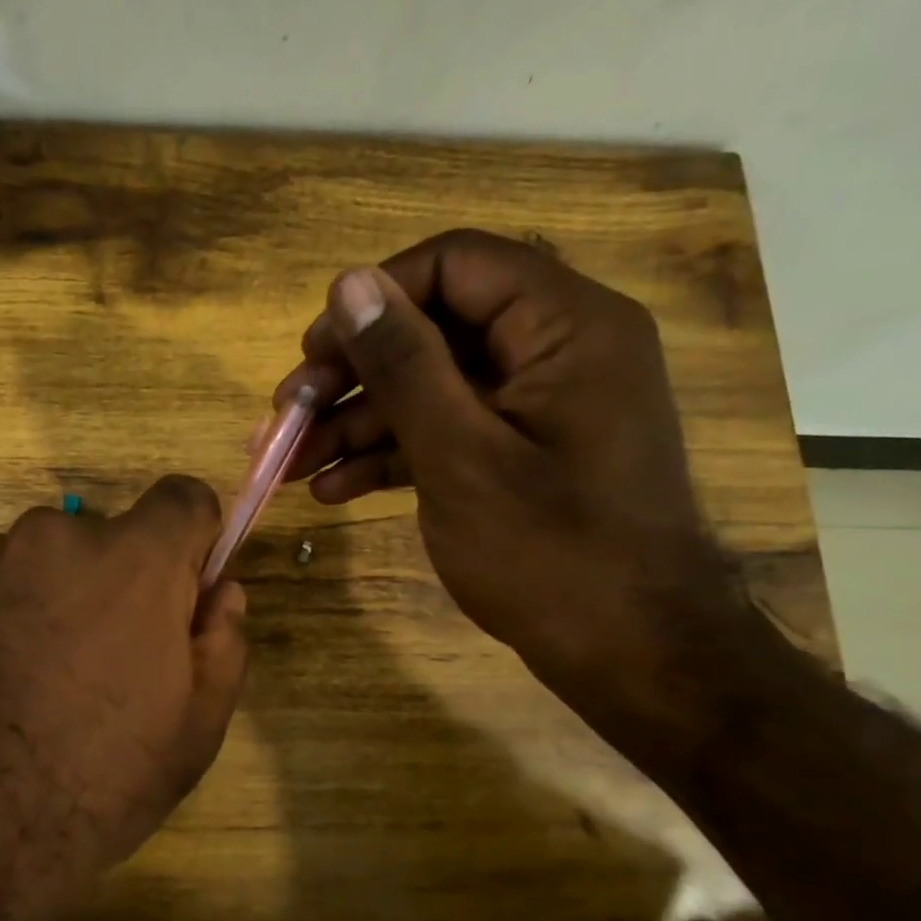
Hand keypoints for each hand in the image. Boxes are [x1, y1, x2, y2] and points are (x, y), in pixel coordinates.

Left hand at [0, 473, 248, 920]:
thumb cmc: (94, 784)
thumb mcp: (194, 729)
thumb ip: (223, 642)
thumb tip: (221, 591)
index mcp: (133, 560)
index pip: (182, 498)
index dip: (190, 539)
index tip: (180, 588)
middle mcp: (54, 536)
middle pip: (102, 537)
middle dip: (111, 583)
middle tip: (97, 662)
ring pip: (36, 562)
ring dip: (45, 600)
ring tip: (27, 682)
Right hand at [276, 229, 743, 704]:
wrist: (633, 655)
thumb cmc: (551, 555)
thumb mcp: (460, 456)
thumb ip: (404, 365)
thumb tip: (350, 283)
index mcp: (564, 327)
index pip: (455, 265)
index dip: (375, 298)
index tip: (313, 351)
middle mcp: (555, 350)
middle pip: (434, 329)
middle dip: (353, 373)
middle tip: (288, 413)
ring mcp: (537, 405)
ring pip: (431, 386)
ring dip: (357, 421)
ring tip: (292, 462)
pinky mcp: (520, 451)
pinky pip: (447, 430)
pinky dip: (391, 455)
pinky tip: (333, 490)